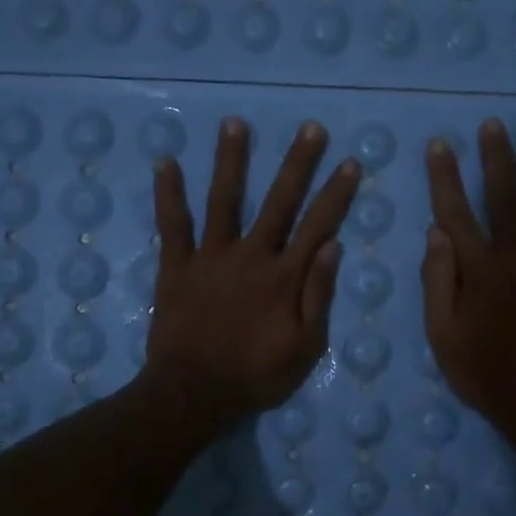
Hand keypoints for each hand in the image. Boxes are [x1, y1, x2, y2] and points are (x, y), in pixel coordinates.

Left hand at [145, 117, 359, 430]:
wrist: (194, 392)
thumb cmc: (256, 375)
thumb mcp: (305, 348)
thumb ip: (319, 296)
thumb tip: (333, 246)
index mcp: (285, 277)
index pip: (318, 226)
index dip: (336, 194)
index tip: (349, 162)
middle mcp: (251, 256)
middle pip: (279, 202)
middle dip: (297, 164)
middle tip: (310, 129)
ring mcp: (211, 257)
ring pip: (224, 200)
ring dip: (231, 160)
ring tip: (235, 123)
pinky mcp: (177, 266)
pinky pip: (173, 225)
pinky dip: (168, 193)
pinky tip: (165, 162)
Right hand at [422, 120, 515, 445]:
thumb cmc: (483, 372)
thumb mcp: (442, 335)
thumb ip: (437, 282)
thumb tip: (436, 233)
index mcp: (480, 270)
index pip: (456, 212)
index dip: (445, 177)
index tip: (440, 145)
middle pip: (505, 197)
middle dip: (497, 158)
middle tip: (494, 125)